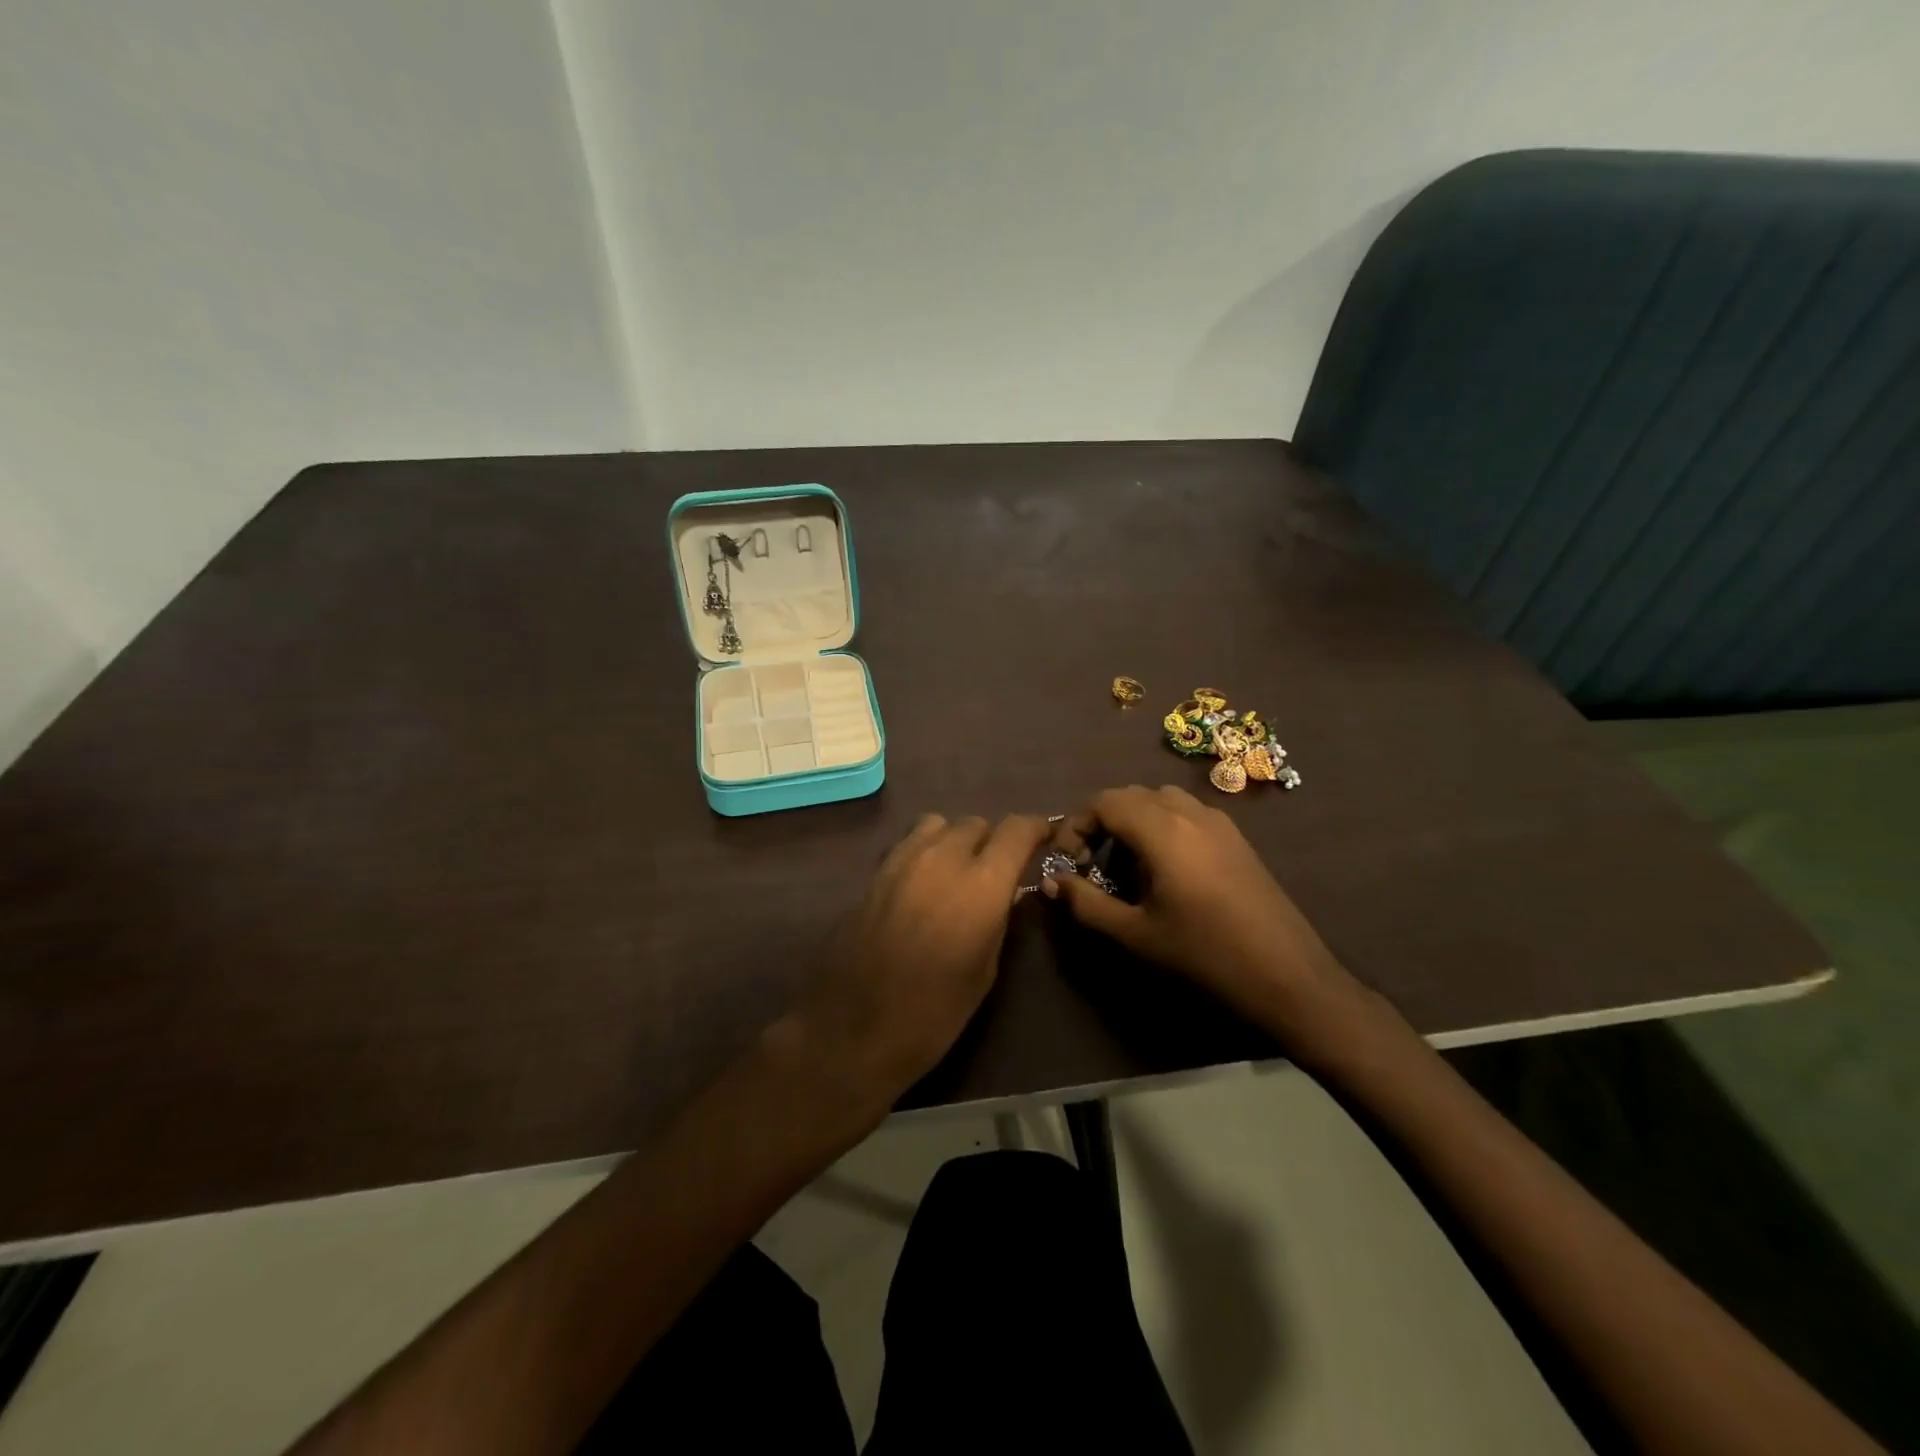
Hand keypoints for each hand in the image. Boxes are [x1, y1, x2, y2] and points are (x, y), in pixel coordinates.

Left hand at [788, 812, 1049, 1110]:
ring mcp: (902, 860)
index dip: (1035, 828)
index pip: (1016, 830)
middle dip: (993, 840)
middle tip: (997, 870)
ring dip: (955, 839)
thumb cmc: (932, 1014)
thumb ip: (998, 920)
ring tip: (957, 870)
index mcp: (981, 885)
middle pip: (976, 823)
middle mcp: (943, 858)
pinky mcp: (875, 871)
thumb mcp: (984, 972)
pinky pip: (909, 842)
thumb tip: (1004, 893)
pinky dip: (925, 849)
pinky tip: (923, 882)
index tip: (1044, 838)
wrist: (851, 1029)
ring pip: (939, 824)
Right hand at [1044, 785, 1373, 1051]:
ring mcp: (1218, 822)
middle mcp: (1190, 813)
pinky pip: (1187, 813)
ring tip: (1127, 865)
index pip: (1104, 801)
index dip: (1076, 825)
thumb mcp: (1135, 933)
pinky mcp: (1236, 838)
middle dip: (1102, 822)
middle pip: (1131, 795)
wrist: (1287, 976)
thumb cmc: (1205, 954)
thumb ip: (1086, 903)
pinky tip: (1166, 870)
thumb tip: (1051, 882)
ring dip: (1133, 821)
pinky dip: (1162, 825)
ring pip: (1160, 800)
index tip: (1069, 862)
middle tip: (1092, 864)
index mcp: (1163, 829)